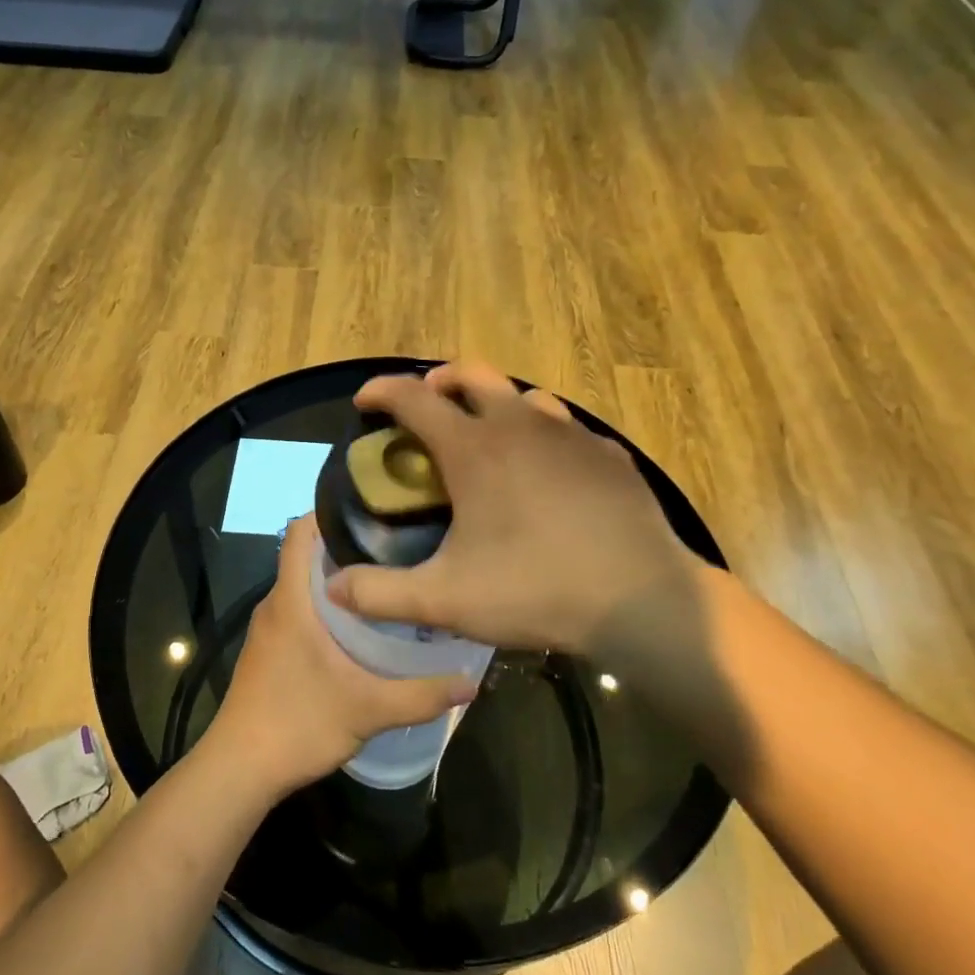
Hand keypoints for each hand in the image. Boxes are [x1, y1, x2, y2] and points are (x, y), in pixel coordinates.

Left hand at [209, 516, 477, 798]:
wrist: (240, 770)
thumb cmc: (298, 724)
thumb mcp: (368, 709)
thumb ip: (421, 694)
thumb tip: (471, 682)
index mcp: (291, 600)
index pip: (298, 531)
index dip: (330, 511)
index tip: (375, 511)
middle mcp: (276, 604)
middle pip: (307, 554)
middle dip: (349, 545)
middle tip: (399, 547)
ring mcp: (269, 628)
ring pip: (304, 584)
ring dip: (340, 578)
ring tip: (389, 582)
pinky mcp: (270, 649)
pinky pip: (300, 608)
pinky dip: (328, 605)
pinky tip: (362, 627)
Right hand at [324, 362, 703, 656]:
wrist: (641, 599)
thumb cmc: (535, 590)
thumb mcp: (445, 600)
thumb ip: (380, 594)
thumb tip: (332, 587)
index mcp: (474, 449)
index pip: (413, 398)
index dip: (381, 391)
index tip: (363, 402)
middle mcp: (519, 426)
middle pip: (471, 374)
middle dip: (438, 381)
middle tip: (424, 408)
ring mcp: (570, 436)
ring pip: (522, 395)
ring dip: (492, 403)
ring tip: (484, 437)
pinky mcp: (607, 455)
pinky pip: (564, 428)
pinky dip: (540, 434)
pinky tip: (545, 471)